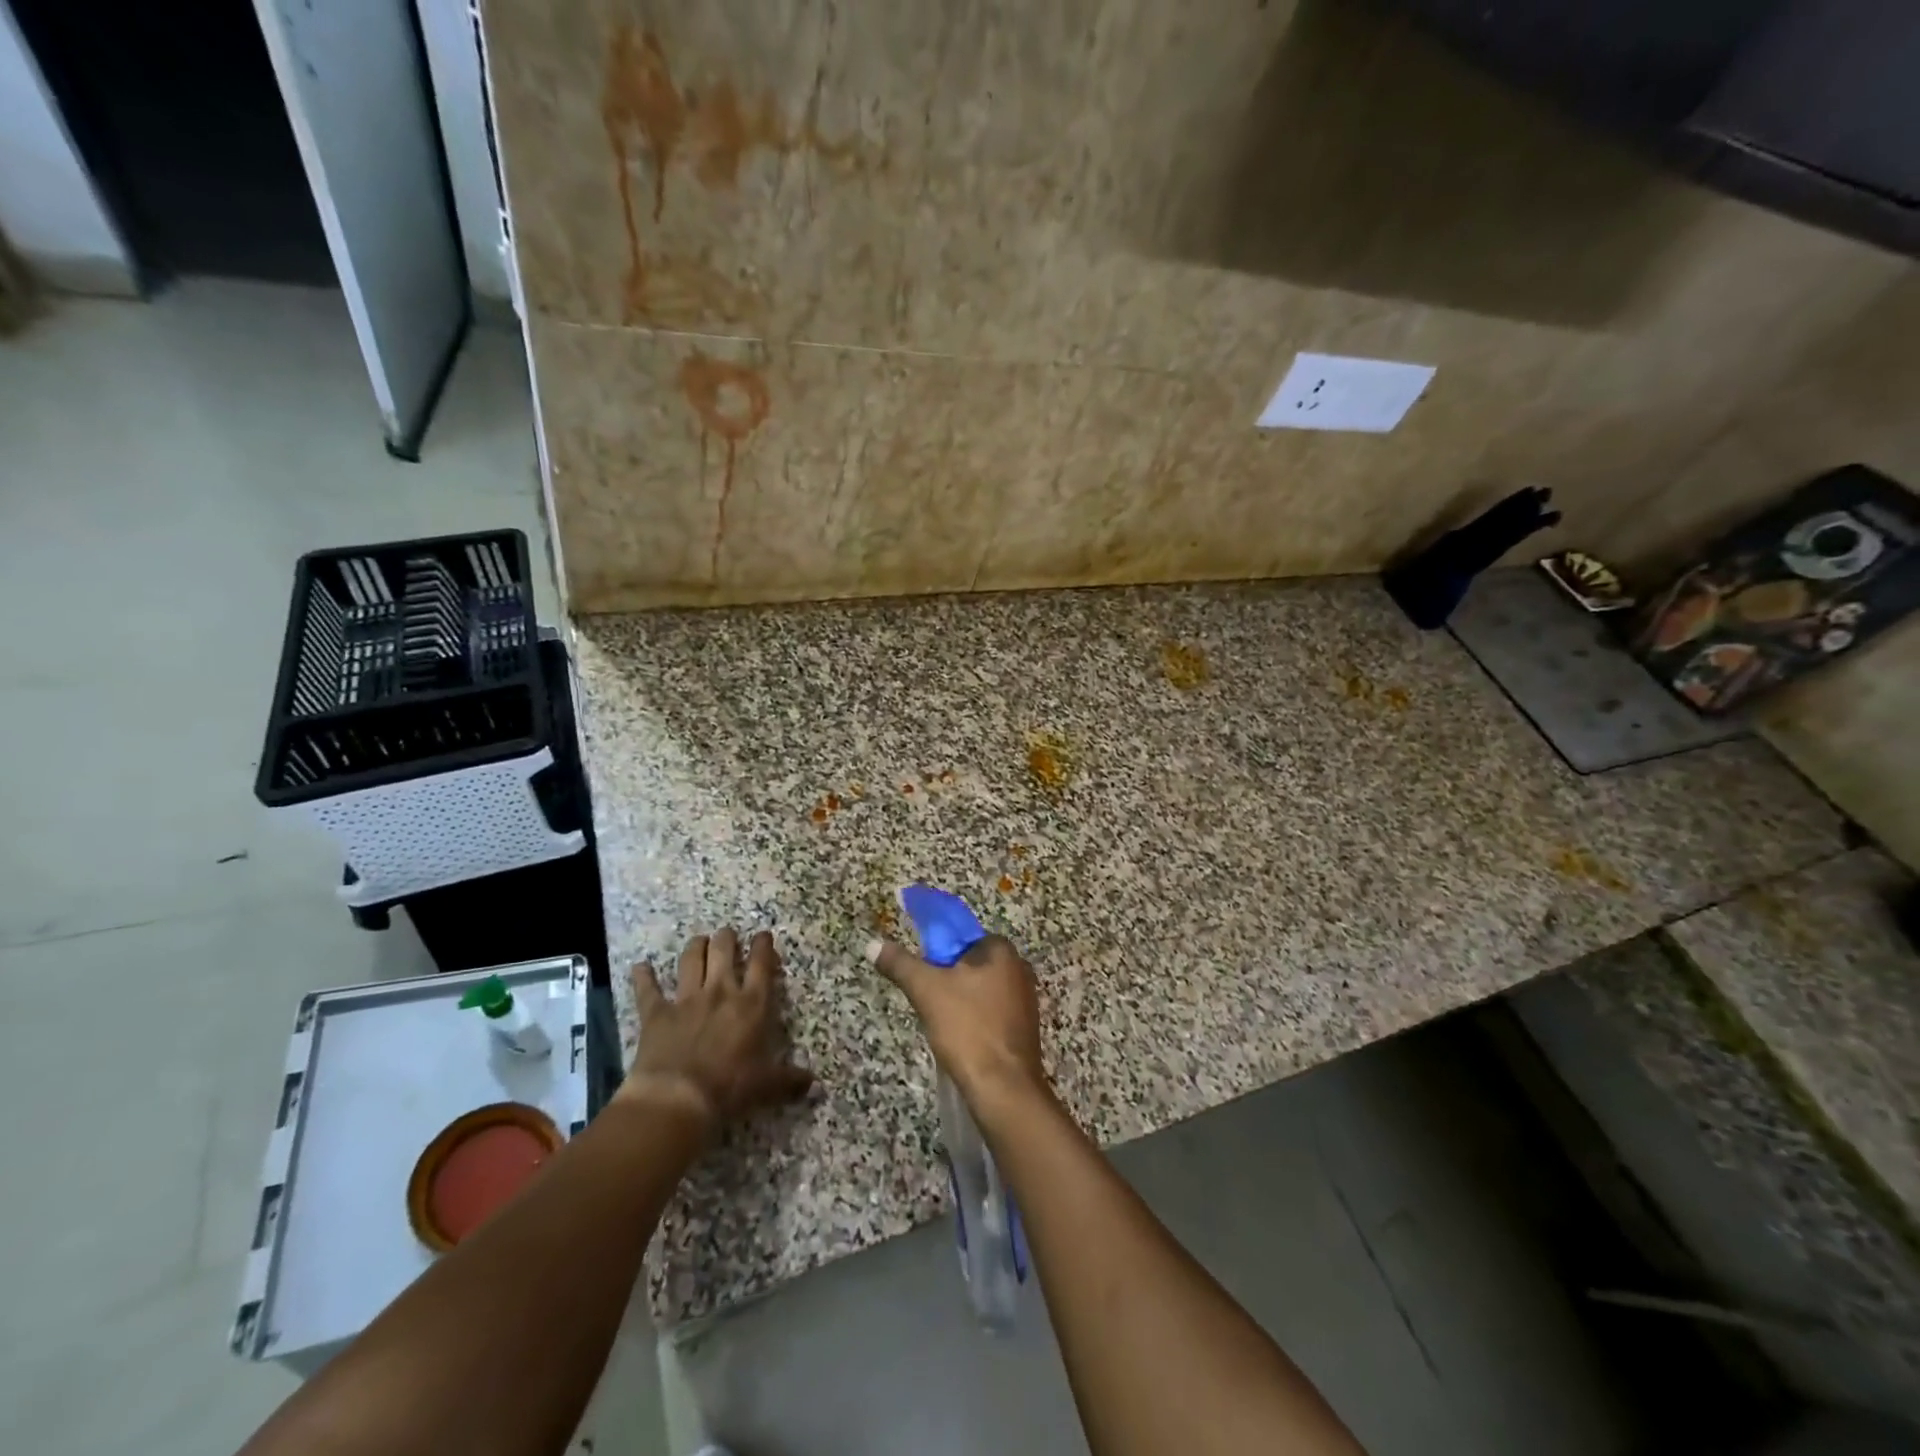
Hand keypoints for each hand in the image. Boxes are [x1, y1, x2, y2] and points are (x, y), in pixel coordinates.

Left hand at [618, 928, 813, 1126]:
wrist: (678, 1098)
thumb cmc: (729, 1087)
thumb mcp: (767, 1085)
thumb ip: (790, 1080)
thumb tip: (815, 1085)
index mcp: (752, 1003)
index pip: (761, 963)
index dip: (763, 946)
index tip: (763, 935)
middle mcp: (720, 991)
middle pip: (723, 950)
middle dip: (726, 938)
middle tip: (727, 935)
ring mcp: (686, 999)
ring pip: (691, 960)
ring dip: (695, 947)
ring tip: (699, 940)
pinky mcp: (656, 1013)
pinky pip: (648, 990)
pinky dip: (643, 977)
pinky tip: (641, 966)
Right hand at [868, 934, 1048, 1109]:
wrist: (1003, 1088)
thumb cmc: (968, 1029)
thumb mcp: (926, 990)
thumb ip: (900, 964)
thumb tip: (872, 944)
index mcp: (1003, 951)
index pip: (963, 936)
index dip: (938, 952)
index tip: (923, 973)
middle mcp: (1019, 969)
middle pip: (971, 963)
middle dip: (947, 978)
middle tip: (928, 999)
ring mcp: (1025, 1000)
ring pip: (979, 989)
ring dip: (959, 1000)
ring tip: (941, 1022)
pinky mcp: (1023, 1027)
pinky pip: (990, 1012)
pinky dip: (973, 1018)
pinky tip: (960, 1037)